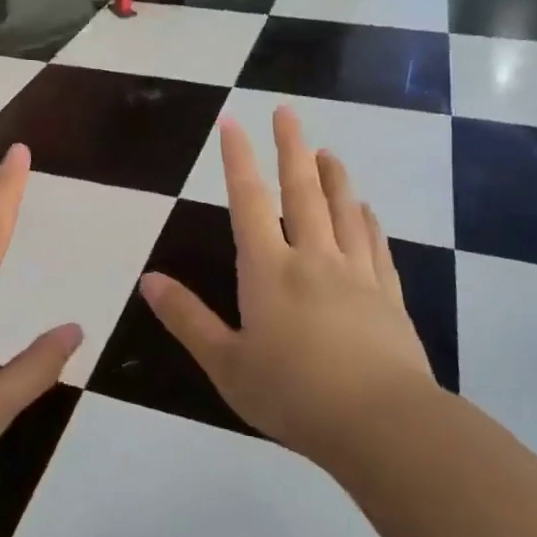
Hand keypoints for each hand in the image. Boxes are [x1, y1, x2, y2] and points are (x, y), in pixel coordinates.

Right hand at [141, 107, 433, 463]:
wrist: (381, 424)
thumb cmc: (293, 394)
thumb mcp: (226, 363)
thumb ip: (187, 319)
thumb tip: (148, 280)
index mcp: (269, 270)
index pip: (249, 201)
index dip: (238, 159)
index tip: (233, 123)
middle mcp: (313, 257)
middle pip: (302, 190)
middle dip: (291, 147)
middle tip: (287, 112)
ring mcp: (356, 273)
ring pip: (344, 209)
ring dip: (334, 175)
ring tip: (328, 151)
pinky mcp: (388, 295)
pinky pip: (375, 244)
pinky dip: (367, 220)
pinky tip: (366, 210)